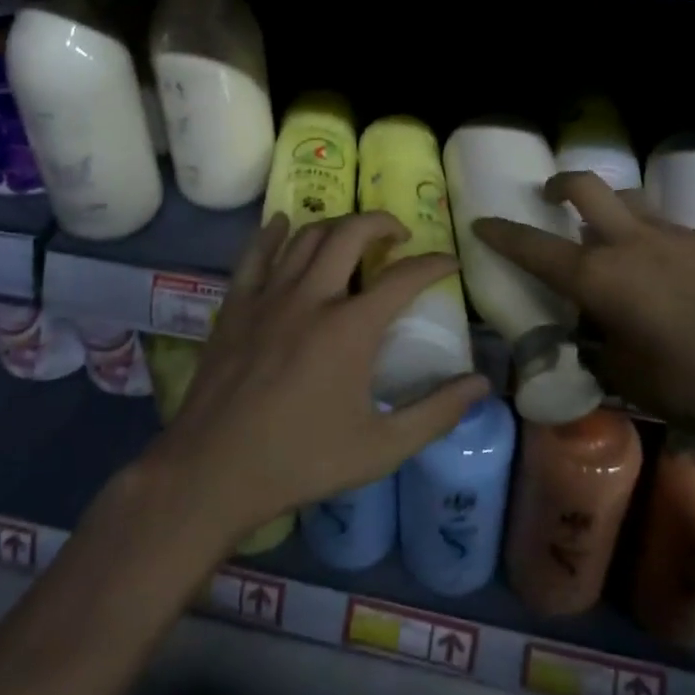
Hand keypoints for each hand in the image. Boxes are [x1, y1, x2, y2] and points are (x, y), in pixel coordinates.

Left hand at [154, 211, 490, 543]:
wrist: (213, 471)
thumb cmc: (302, 461)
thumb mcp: (380, 448)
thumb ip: (435, 413)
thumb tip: (482, 383)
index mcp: (351, 328)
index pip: (405, 278)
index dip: (434, 264)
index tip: (449, 262)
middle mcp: (312, 296)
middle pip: (351, 233)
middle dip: (383, 223)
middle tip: (399, 236)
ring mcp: (269, 296)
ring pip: (307, 235)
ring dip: (337, 226)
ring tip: (353, 237)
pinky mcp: (236, 305)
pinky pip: (256, 253)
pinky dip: (274, 232)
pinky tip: (284, 224)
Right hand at [473, 173, 694, 449]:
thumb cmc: (687, 385)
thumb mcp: (623, 374)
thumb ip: (596, 346)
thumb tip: (590, 334)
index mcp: (599, 277)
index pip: (534, 247)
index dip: (502, 233)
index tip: (482, 222)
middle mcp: (630, 243)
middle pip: (585, 187)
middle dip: (559, 185)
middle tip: (552, 196)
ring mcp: (675, 235)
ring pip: (631, 200)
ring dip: (611, 209)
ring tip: (615, 238)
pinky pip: (670, 229)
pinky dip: (655, 241)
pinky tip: (672, 275)